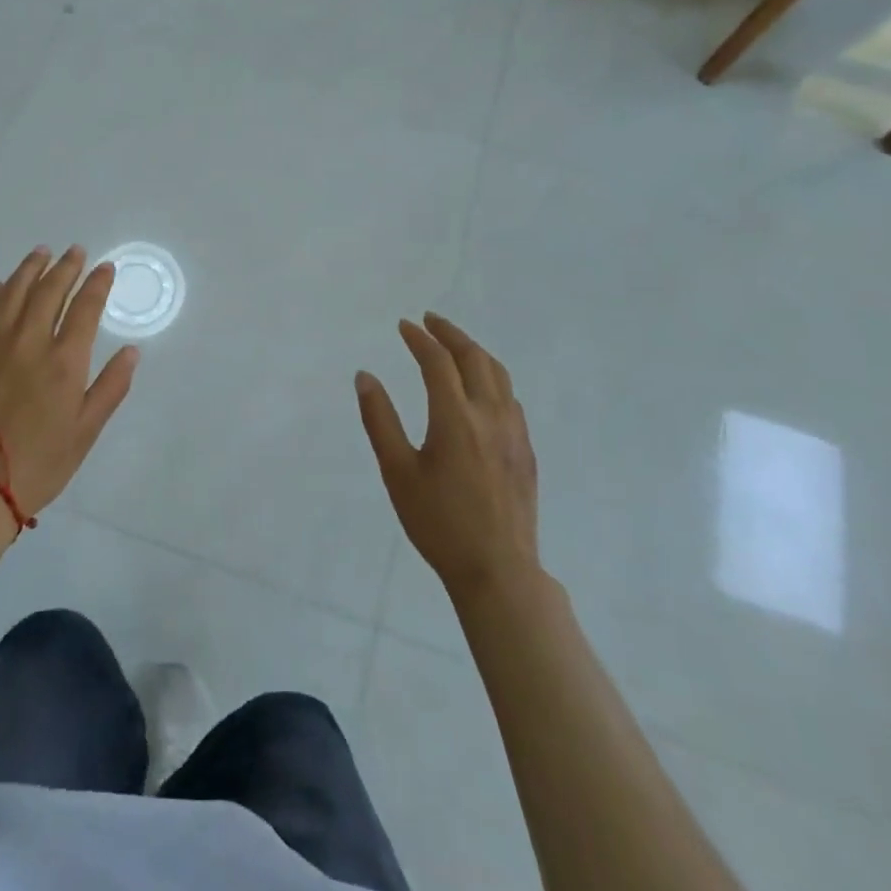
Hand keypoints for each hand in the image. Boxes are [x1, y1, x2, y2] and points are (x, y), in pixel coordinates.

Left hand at [0, 246, 139, 520]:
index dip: (97, 283)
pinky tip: (1, 286)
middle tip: (75, 251)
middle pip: (49, 290)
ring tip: (41, 253)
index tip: (105, 268)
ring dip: (30, 268)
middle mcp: (29, 342)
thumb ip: (111, 387)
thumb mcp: (86, 430)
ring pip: (14, 292)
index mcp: (64, 361)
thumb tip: (132, 351)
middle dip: (66, 267)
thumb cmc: (41, 462)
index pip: (85, 307)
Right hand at [356, 313, 538, 600]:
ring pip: (499, 374)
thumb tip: (364, 376)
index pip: (437, 362)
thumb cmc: (438, 523)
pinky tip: (481, 389)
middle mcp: (490, 415)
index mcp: (455, 418)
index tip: (404, 326)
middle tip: (430, 320)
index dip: (419, 338)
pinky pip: (510, 398)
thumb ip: (379, 420)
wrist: (497, 570)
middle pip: (474, 358)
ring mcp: (514, 432)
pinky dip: (492, 378)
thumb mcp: (397, 472)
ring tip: (455, 345)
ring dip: (475, 351)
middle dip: (450, 334)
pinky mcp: (526, 450)